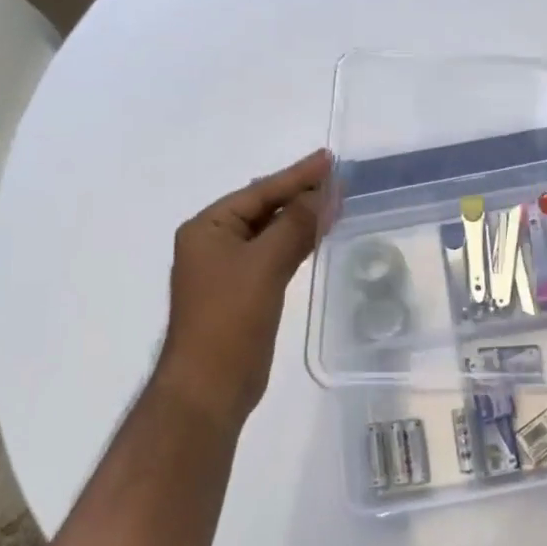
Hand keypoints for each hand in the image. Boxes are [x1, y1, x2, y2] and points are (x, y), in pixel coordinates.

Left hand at [155, 149, 329, 430]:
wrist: (209, 387)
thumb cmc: (230, 319)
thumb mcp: (264, 264)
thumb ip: (295, 224)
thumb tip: (325, 193)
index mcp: (208, 228)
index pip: (260, 192)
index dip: (297, 175)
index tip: (329, 159)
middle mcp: (215, 242)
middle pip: (264, 208)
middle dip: (301, 193)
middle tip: (338, 178)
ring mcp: (229, 268)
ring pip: (271, 231)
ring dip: (301, 217)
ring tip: (336, 200)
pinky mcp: (244, 291)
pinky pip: (275, 254)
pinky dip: (297, 242)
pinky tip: (319, 235)